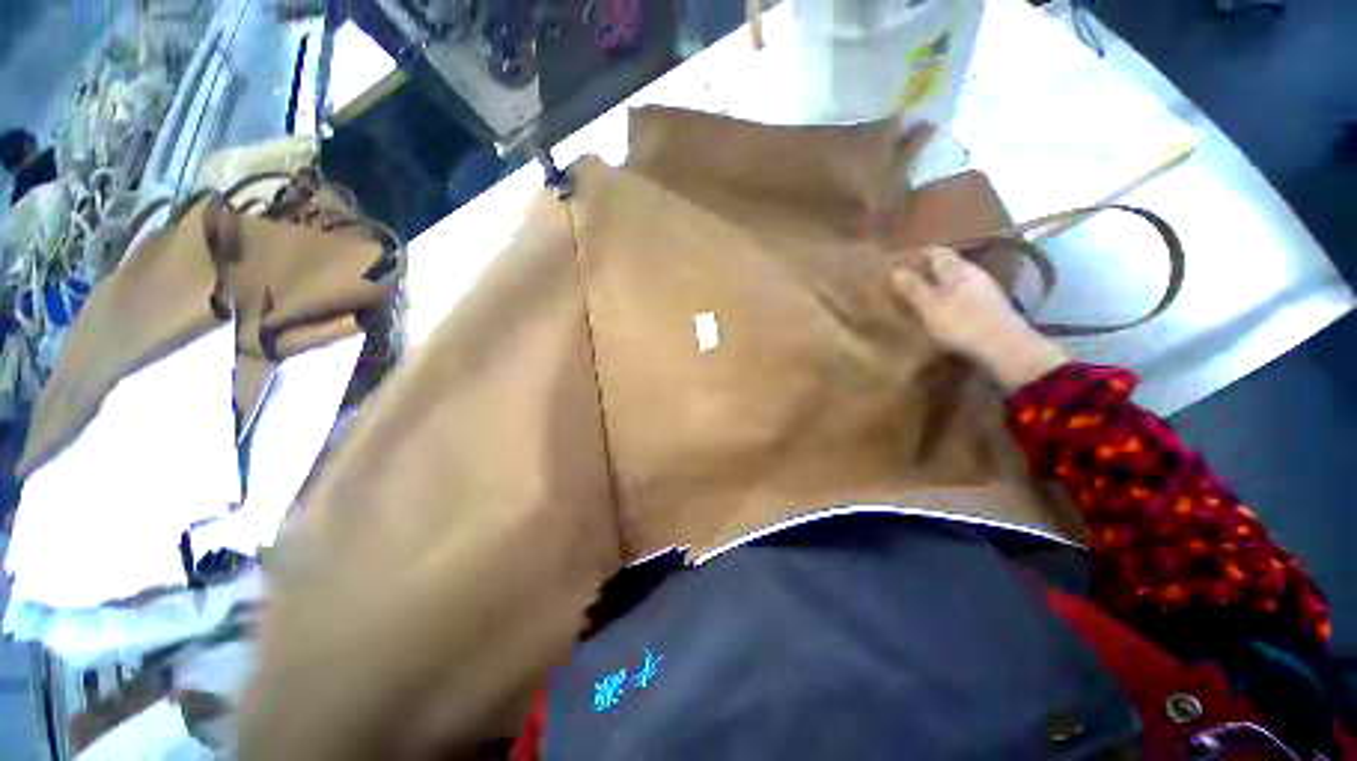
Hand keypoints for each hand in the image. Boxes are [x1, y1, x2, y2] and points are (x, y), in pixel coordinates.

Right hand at [891, 246, 1068, 391]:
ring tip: (917, 297)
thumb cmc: (962, 323)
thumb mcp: (929, 306)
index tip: (896, 263)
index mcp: (957, 269)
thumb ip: (913, 288)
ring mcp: (983, 292)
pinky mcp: (988, 309)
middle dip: (925, 270)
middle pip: (946, 265)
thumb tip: (895, 271)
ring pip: (954, 282)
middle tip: (903, 281)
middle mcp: (972, 274)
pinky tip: (938, 312)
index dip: (915, 255)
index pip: (934, 252)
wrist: (1006, 348)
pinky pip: (962, 297)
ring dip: (936, 286)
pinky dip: (946, 300)